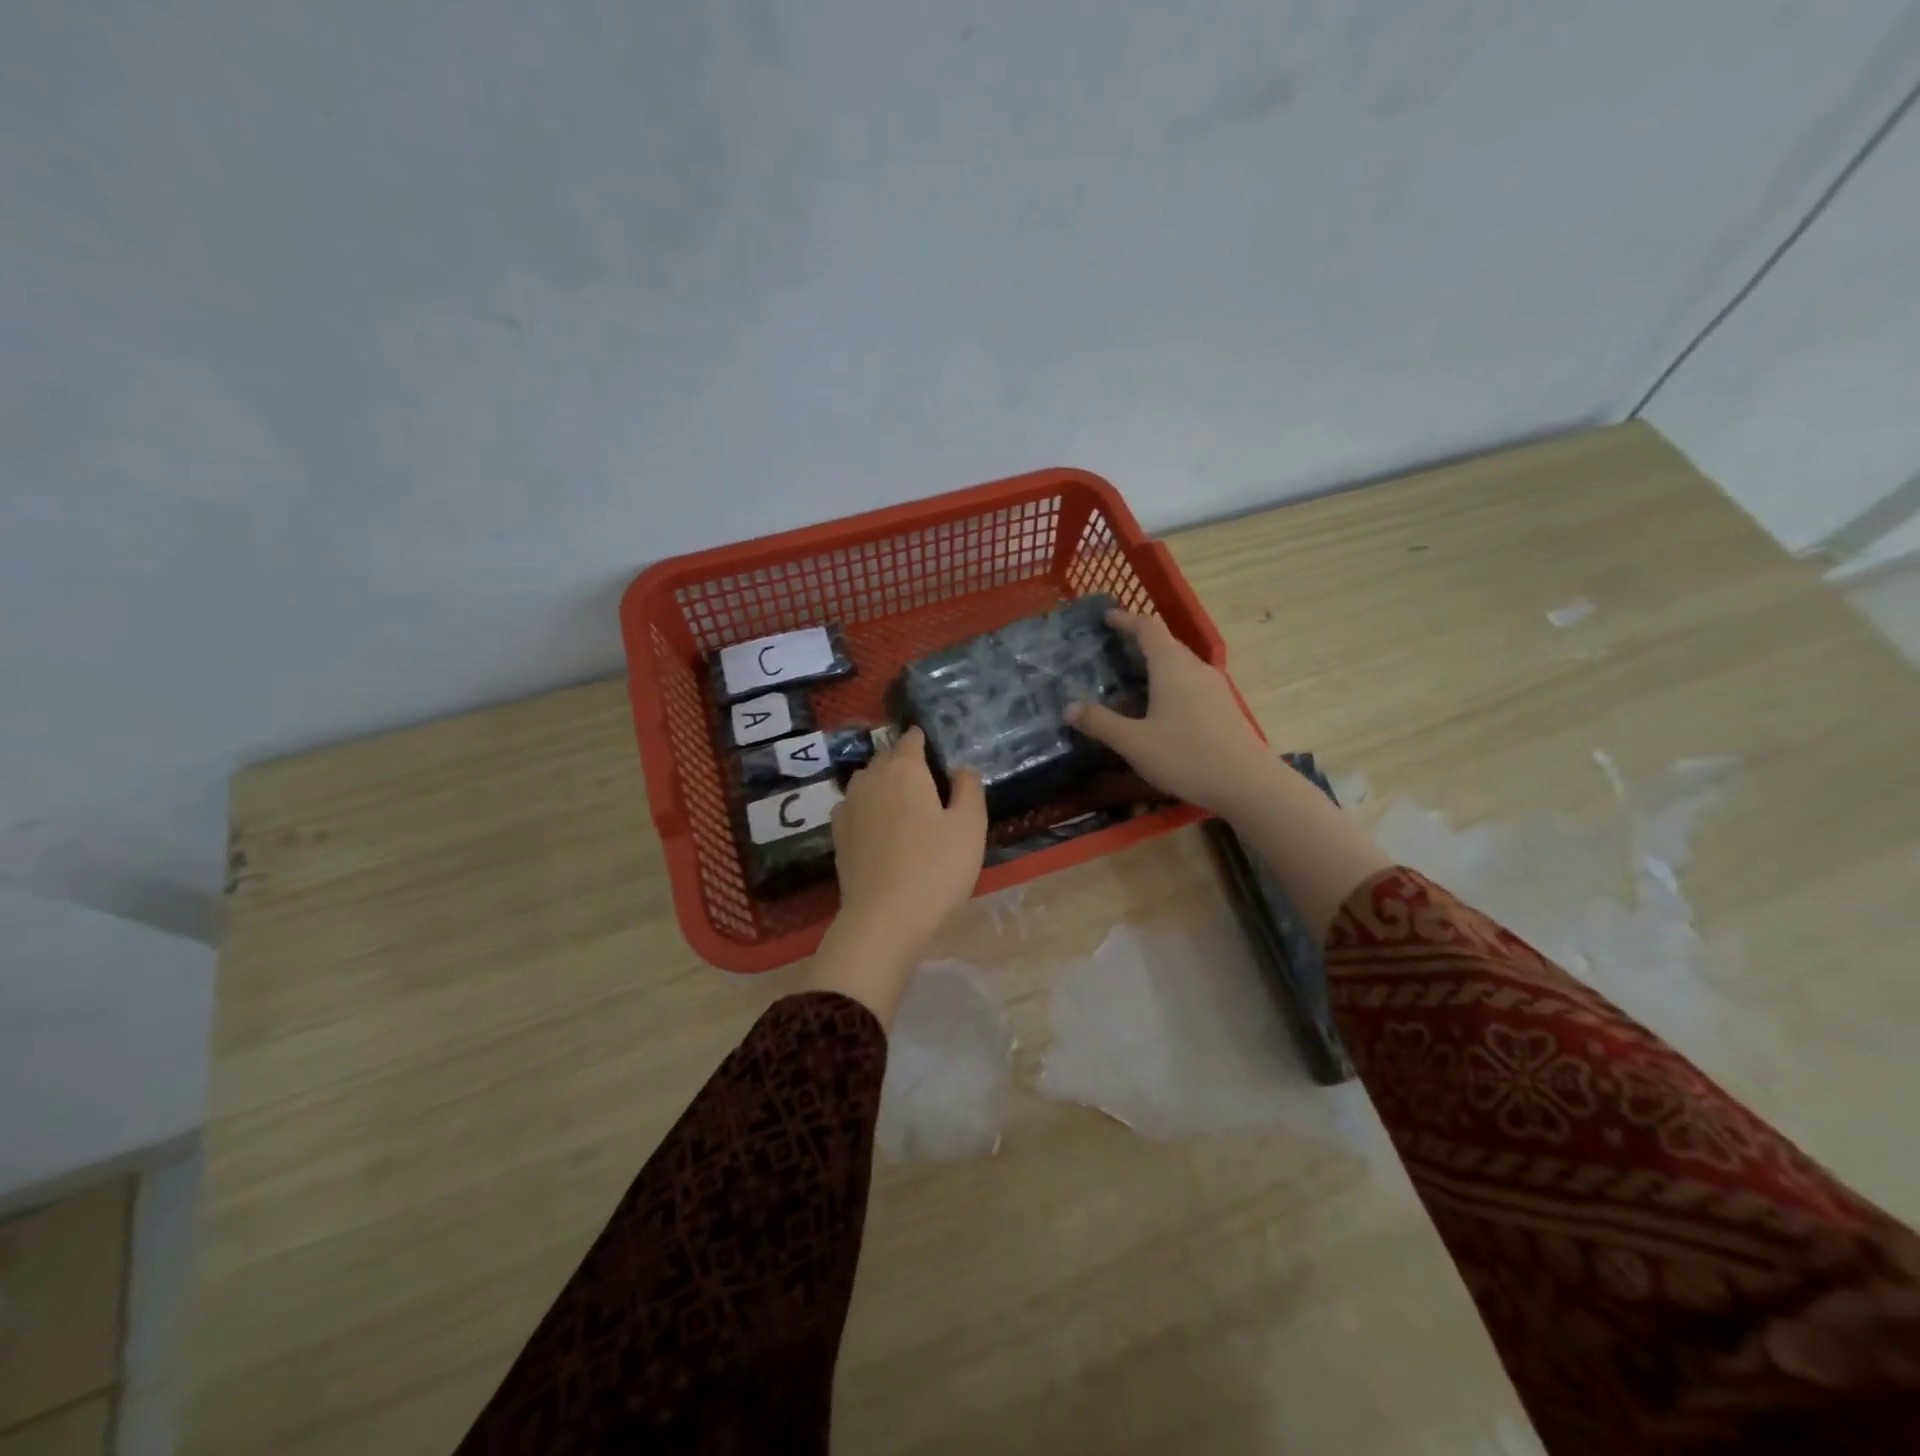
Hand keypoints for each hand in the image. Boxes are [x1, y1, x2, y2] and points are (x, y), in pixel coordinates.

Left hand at [803, 727, 986, 1025]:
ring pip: (866, 781)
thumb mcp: (970, 827)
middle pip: (885, 758)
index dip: (921, 740)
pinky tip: (877, 825)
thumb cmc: (936, 868)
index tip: (931, 746)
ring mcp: (849, 808)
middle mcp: (871, 780)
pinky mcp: (838, 837)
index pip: (910, 740)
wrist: (883, 919)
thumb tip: (960, 769)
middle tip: (924, 776)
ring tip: (901, 799)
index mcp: (905, 770)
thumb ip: (969, 789)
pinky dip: (866, 807)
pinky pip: (853, 807)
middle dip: (902, 760)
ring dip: (882, 782)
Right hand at [1069, 608, 1388, 936]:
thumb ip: (1100, 723)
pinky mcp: (1222, 706)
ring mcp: (1214, 686)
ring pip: (1179, 664)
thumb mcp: (1134, 743)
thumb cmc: (1187, 756)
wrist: (1247, 783)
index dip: (1126, 619)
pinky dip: (1169, 682)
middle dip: (1138, 641)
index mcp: (1172, 666)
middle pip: (1165, 643)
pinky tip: (1158, 706)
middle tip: (1111, 650)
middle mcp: (1195, 668)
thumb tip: (1068, 708)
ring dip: (1155, 663)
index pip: (1148, 628)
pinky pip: (1190, 682)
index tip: (1107, 617)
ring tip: (1130, 678)